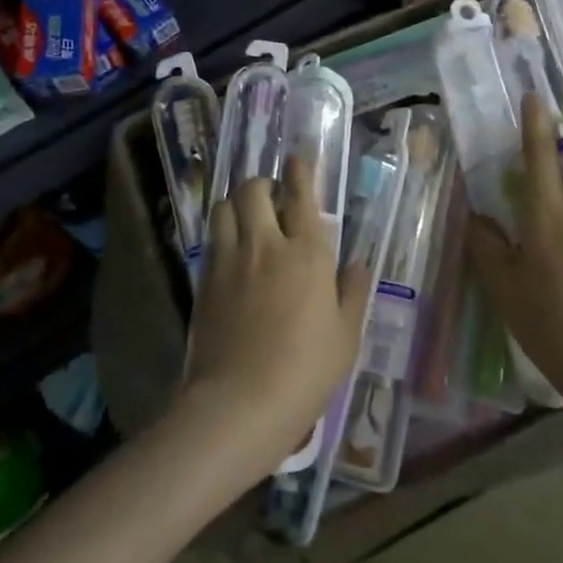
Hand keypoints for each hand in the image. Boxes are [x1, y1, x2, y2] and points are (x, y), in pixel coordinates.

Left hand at [181, 155, 372, 477]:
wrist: (239, 403)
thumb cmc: (305, 372)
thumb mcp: (345, 336)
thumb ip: (353, 292)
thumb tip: (358, 263)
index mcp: (307, 253)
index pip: (301, 195)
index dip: (300, 171)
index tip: (298, 159)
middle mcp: (266, 244)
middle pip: (254, 189)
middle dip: (263, 184)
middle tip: (272, 199)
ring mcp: (229, 259)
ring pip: (225, 206)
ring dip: (238, 203)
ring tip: (247, 218)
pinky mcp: (204, 279)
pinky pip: (211, 237)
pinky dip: (222, 231)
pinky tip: (231, 250)